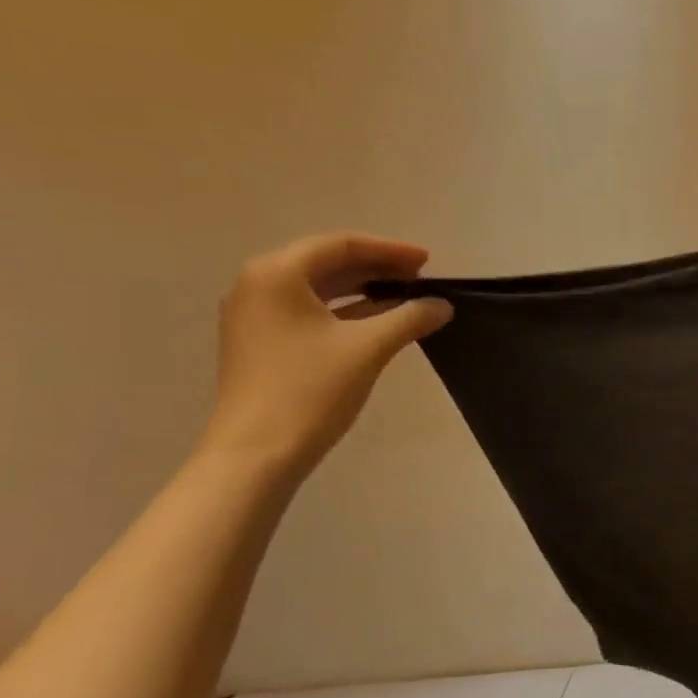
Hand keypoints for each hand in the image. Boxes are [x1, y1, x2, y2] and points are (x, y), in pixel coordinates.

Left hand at [199, 233, 452, 473]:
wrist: (256, 453)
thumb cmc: (310, 390)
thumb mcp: (368, 348)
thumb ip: (409, 318)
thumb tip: (442, 305)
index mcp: (277, 274)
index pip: (341, 245)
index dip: (389, 250)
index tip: (428, 261)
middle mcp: (259, 285)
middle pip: (326, 262)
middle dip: (376, 267)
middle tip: (420, 278)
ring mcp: (256, 316)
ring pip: (318, 289)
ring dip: (363, 289)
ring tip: (405, 297)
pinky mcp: (261, 343)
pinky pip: (309, 312)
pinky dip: (345, 311)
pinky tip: (377, 322)